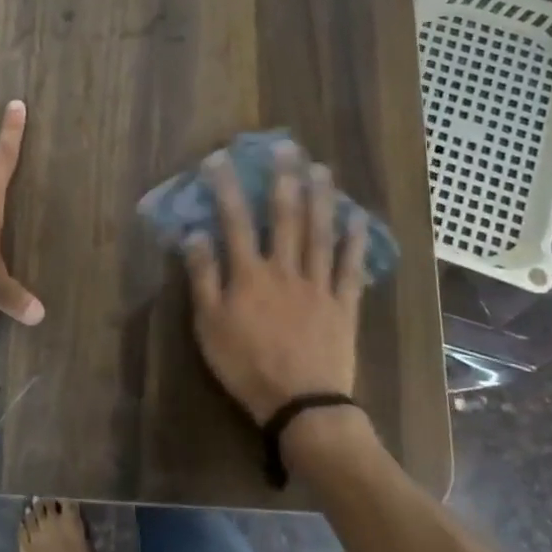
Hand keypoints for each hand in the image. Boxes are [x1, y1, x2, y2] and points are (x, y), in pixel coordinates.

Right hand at [182, 141, 369, 424]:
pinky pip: (350, 267)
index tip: (220, 158)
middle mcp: (285, 269)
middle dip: (283, 179)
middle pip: (285, 217)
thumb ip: (203, 278)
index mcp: (250, 274)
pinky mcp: (343, 304)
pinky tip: (356, 218)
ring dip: (321, 198)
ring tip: (321, 168)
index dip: (227, 187)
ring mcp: (318, 284)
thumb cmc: (246, 366)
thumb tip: (195, 235)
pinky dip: (354, 241)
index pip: (235, 221)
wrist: (301, 404)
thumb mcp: (209, 326)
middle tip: (286, 147)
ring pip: (320, 233)